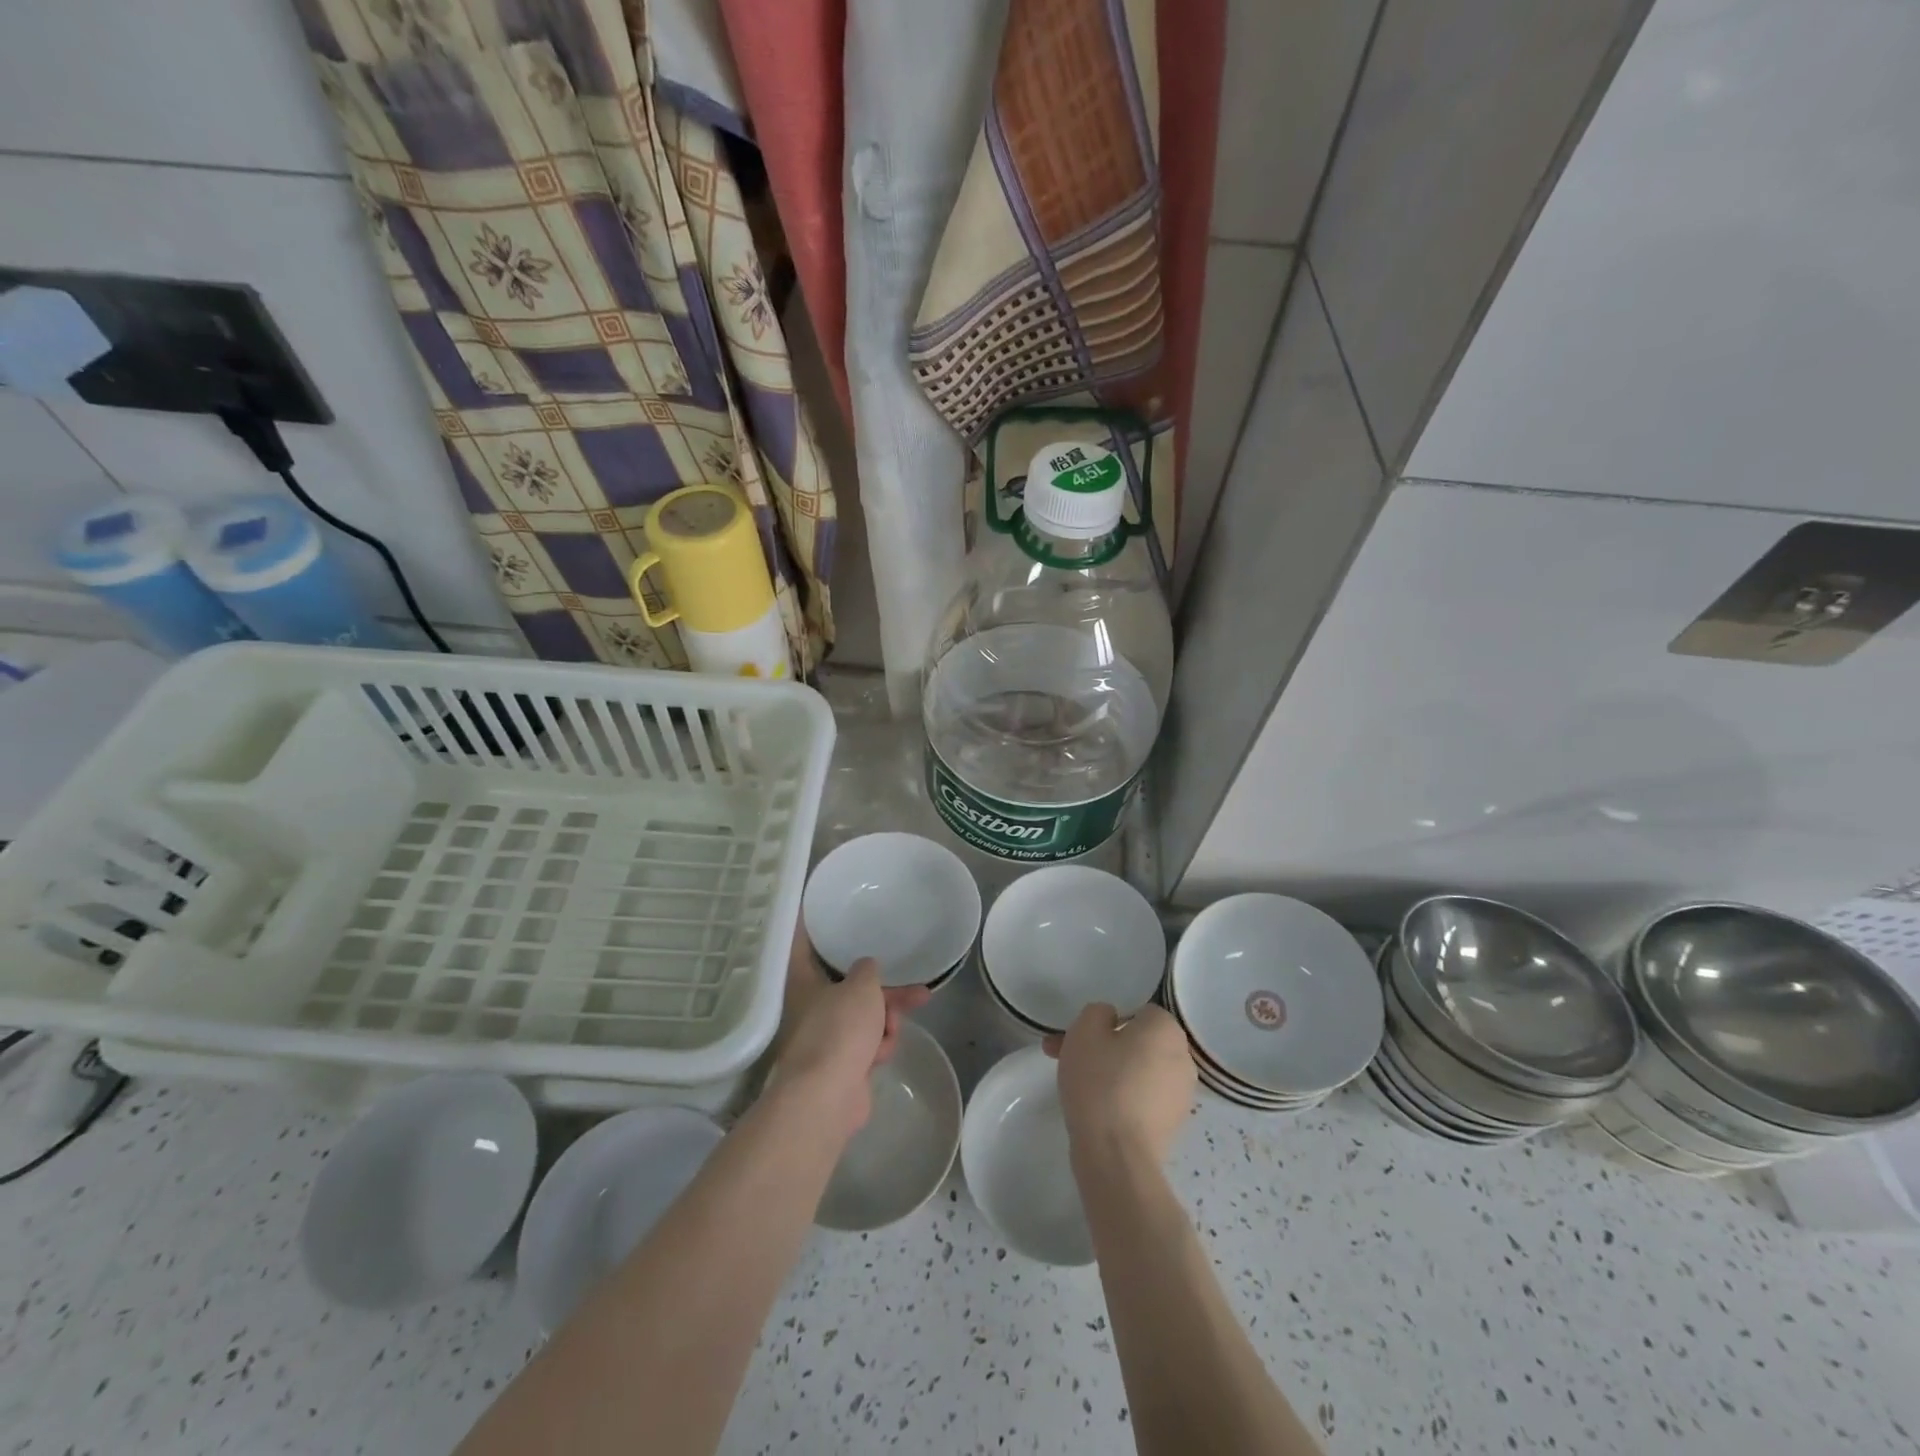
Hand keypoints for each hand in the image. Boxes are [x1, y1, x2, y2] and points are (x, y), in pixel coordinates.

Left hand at [774, 925, 930, 1135]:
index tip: (812, 907)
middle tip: (919, 989)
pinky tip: (884, 1052)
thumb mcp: (861, 986)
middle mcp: (809, 1007)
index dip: (809, 924)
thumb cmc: (838, 1029)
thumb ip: (867, 969)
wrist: (827, 1096)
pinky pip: (867, 1043)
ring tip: (894, 1029)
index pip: (803, 944)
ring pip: (865, 1017)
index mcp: (803, 982)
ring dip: (886, 1021)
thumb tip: (865, 968)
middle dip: (885, 992)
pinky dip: (879, 1045)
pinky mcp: (840, 1065)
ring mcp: (825, 1038)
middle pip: (850, 987)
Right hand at [1043, 1002, 1194, 1165]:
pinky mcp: (1172, 1124)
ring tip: (1074, 1084)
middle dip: (1104, 1046)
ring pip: (1138, 1070)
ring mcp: (1181, 1094)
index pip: (1138, 1011)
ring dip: (1111, 1071)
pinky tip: (1096, 1109)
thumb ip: (1098, 1012)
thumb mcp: (1085, 1030)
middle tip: (1068, 1056)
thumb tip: (1111, 1020)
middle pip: (1138, 1042)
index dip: (1107, 1021)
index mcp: (1167, 1029)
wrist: (1116, 1154)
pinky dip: (1122, 1097)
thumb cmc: (1100, 1081)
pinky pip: (1143, 1097)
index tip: (1080, 1035)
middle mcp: (1183, 1057)